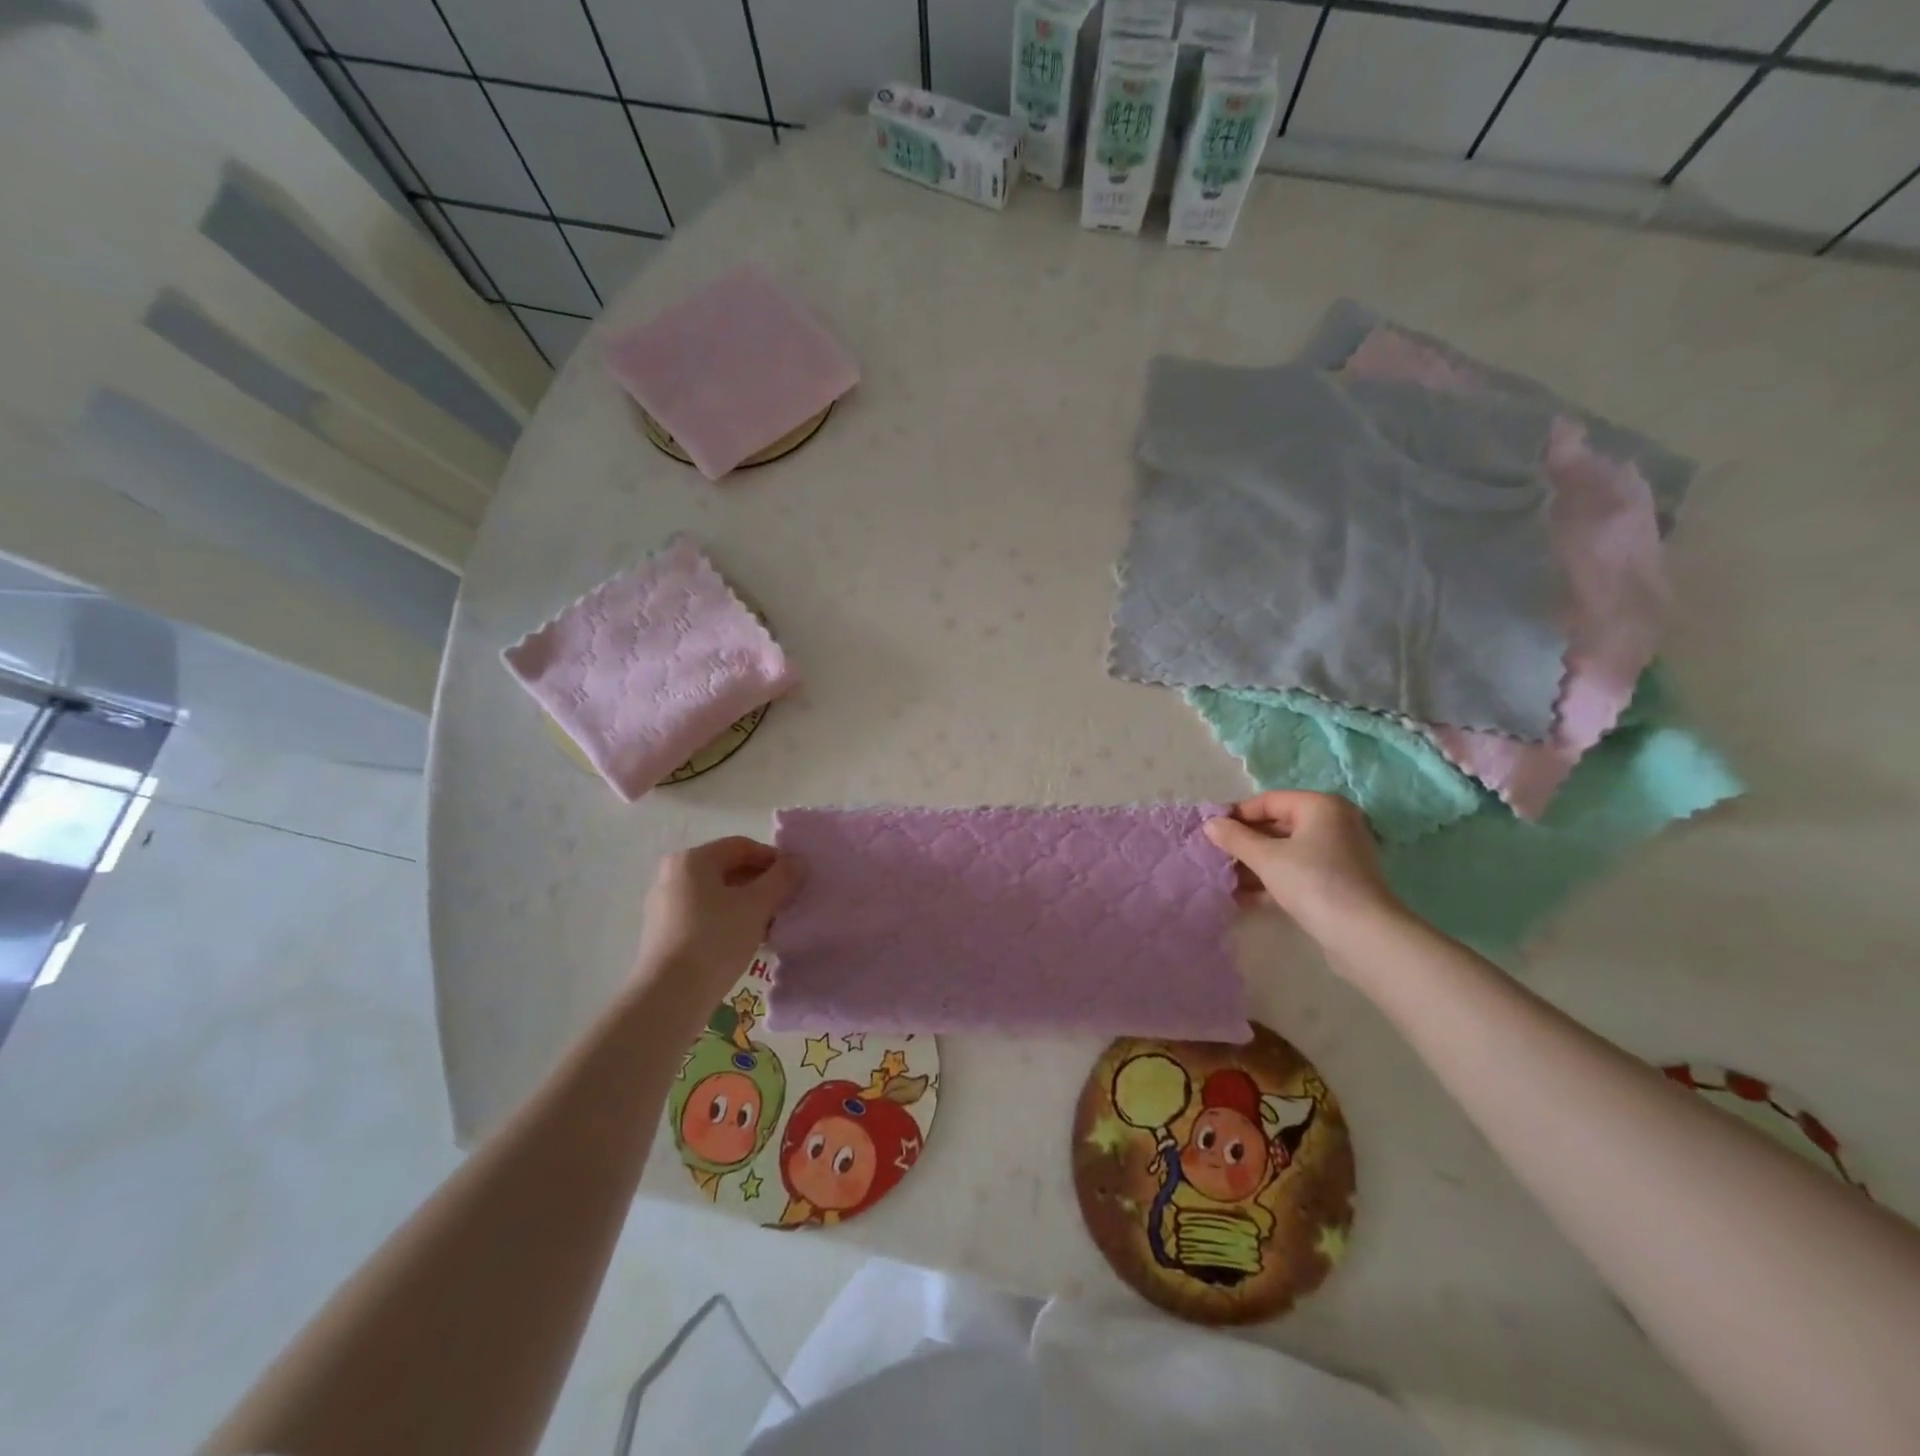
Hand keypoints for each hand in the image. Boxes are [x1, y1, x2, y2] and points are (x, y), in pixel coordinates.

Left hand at [635, 837, 796, 993]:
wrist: (670, 995)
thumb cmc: (716, 938)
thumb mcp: (757, 905)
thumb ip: (781, 878)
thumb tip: (797, 862)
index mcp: (693, 859)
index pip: (742, 846)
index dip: (773, 859)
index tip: (795, 879)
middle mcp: (674, 875)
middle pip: (728, 870)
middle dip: (761, 884)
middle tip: (786, 903)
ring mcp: (665, 905)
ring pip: (718, 895)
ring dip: (748, 905)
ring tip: (771, 926)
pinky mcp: (665, 934)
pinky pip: (705, 916)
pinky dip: (729, 922)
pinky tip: (748, 941)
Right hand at [1203, 791, 1404, 949]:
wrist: (1364, 935)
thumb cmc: (1313, 882)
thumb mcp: (1266, 858)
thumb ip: (1235, 838)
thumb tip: (1209, 824)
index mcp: (1320, 806)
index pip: (1268, 801)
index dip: (1237, 815)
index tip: (1210, 832)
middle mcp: (1334, 823)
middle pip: (1278, 826)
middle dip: (1245, 844)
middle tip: (1215, 857)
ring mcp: (1339, 854)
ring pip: (1286, 852)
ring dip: (1255, 865)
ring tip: (1225, 880)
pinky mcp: (1338, 881)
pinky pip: (1298, 871)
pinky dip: (1273, 880)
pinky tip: (1245, 898)